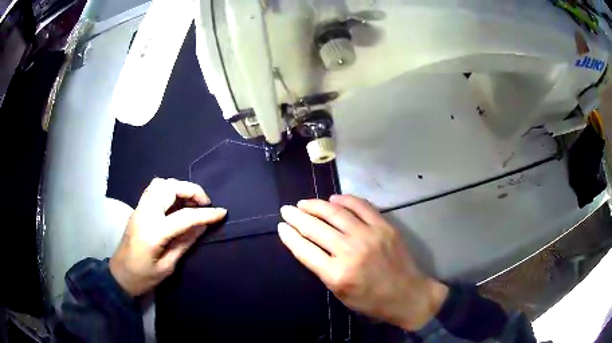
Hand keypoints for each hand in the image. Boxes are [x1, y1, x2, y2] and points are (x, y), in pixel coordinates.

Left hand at [109, 178, 226, 296]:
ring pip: (160, 184)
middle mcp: (145, 214)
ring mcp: (139, 209)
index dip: (206, 214)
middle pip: (169, 188)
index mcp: (154, 232)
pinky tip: (176, 202)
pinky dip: (168, 189)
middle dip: (191, 191)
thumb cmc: (143, 277)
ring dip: (179, 187)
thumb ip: (184, 243)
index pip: (185, 216)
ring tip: (191, 201)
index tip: (222, 212)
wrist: (119, 275)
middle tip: (205, 203)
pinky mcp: (137, 209)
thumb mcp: (167, 266)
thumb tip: (202, 226)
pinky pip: (153, 189)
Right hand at [278, 195, 447, 330]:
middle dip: (296, 217)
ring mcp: (368, 235)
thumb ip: (323, 269)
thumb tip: (308, 245)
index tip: (281, 226)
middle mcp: (350, 251)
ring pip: (335, 213)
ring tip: (304, 203)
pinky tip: (334, 198)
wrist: (407, 294)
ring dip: (316, 205)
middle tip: (286, 209)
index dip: (289, 236)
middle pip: (315, 228)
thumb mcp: (340, 293)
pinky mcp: (384, 226)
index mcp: (336, 274)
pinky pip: (361, 206)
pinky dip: (345, 200)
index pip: (304, 249)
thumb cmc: (371, 301)